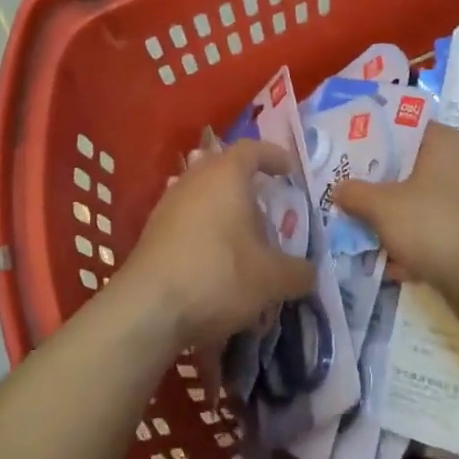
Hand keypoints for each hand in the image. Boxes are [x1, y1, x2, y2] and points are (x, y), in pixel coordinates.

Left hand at [115, 138, 316, 351]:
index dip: (274, 156)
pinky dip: (206, 228)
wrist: (148, 308)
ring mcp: (169, 203)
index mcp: (226, 174)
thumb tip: (310, 272)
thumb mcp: (272, 279)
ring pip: (203, 193)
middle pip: (223, 167)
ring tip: (245, 234)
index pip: (253, 149)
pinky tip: (217, 256)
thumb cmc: (218, 276)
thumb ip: (299, 272)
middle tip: (269, 203)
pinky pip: (187, 217)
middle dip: (247, 182)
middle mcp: (195, 179)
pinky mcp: (153, 231)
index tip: (290, 171)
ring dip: (224, 207)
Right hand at [332, 124, 458, 308]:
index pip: (406, 128)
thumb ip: (355, 193)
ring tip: (368, 232)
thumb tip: (339, 189)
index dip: (375, 140)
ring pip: (426, 201)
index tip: (350, 157)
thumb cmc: (434, 225)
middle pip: (414, 167)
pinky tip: (396, 263)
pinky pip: (441, 227)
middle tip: (353, 195)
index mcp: (448, 142)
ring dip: (399, 217)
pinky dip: (420, 241)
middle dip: (383, 185)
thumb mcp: (382, 207)